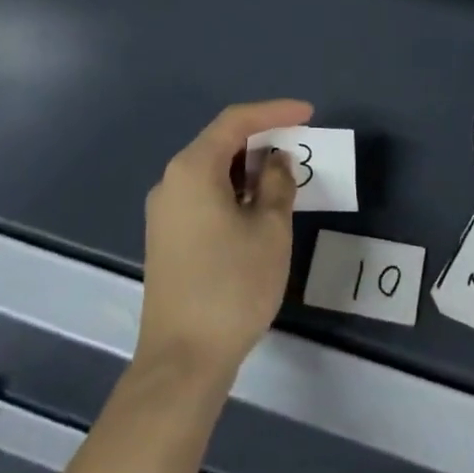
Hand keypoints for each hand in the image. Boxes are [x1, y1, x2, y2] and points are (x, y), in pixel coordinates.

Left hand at [136, 99, 311, 384]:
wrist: (182, 360)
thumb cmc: (232, 286)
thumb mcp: (270, 229)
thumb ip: (277, 183)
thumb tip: (275, 161)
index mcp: (192, 169)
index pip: (236, 122)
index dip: (274, 112)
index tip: (308, 114)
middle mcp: (171, 182)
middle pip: (219, 142)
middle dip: (261, 138)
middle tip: (300, 143)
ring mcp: (165, 211)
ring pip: (211, 170)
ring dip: (248, 166)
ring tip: (284, 174)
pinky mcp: (167, 237)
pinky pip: (203, 194)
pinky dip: (233, 189)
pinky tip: (258, 205)